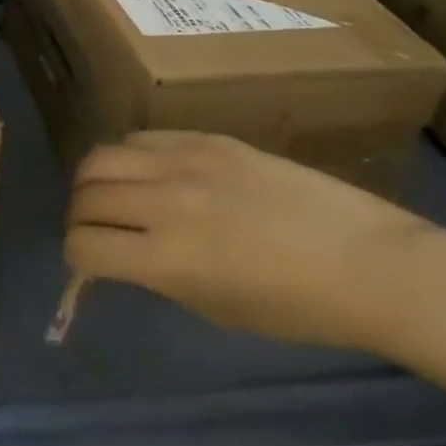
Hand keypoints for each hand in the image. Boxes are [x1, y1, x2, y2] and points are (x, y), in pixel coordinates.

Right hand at [64, 131, 433, 350]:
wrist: (368, 261)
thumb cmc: (299, 308)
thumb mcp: (217, 308)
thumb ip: (160, 275)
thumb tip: (124, 252)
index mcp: (169, 259)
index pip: (84, 245)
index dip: (77, 258)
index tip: (89, 263)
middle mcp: (165, 203)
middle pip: (85, 195)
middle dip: (79, 217)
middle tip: (96, 228)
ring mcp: (185, 162)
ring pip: (101, 156)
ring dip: (94, 181)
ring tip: (113, 194)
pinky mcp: (206, 137)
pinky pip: (143, 138)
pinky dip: (131, 157)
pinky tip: (151, 173)